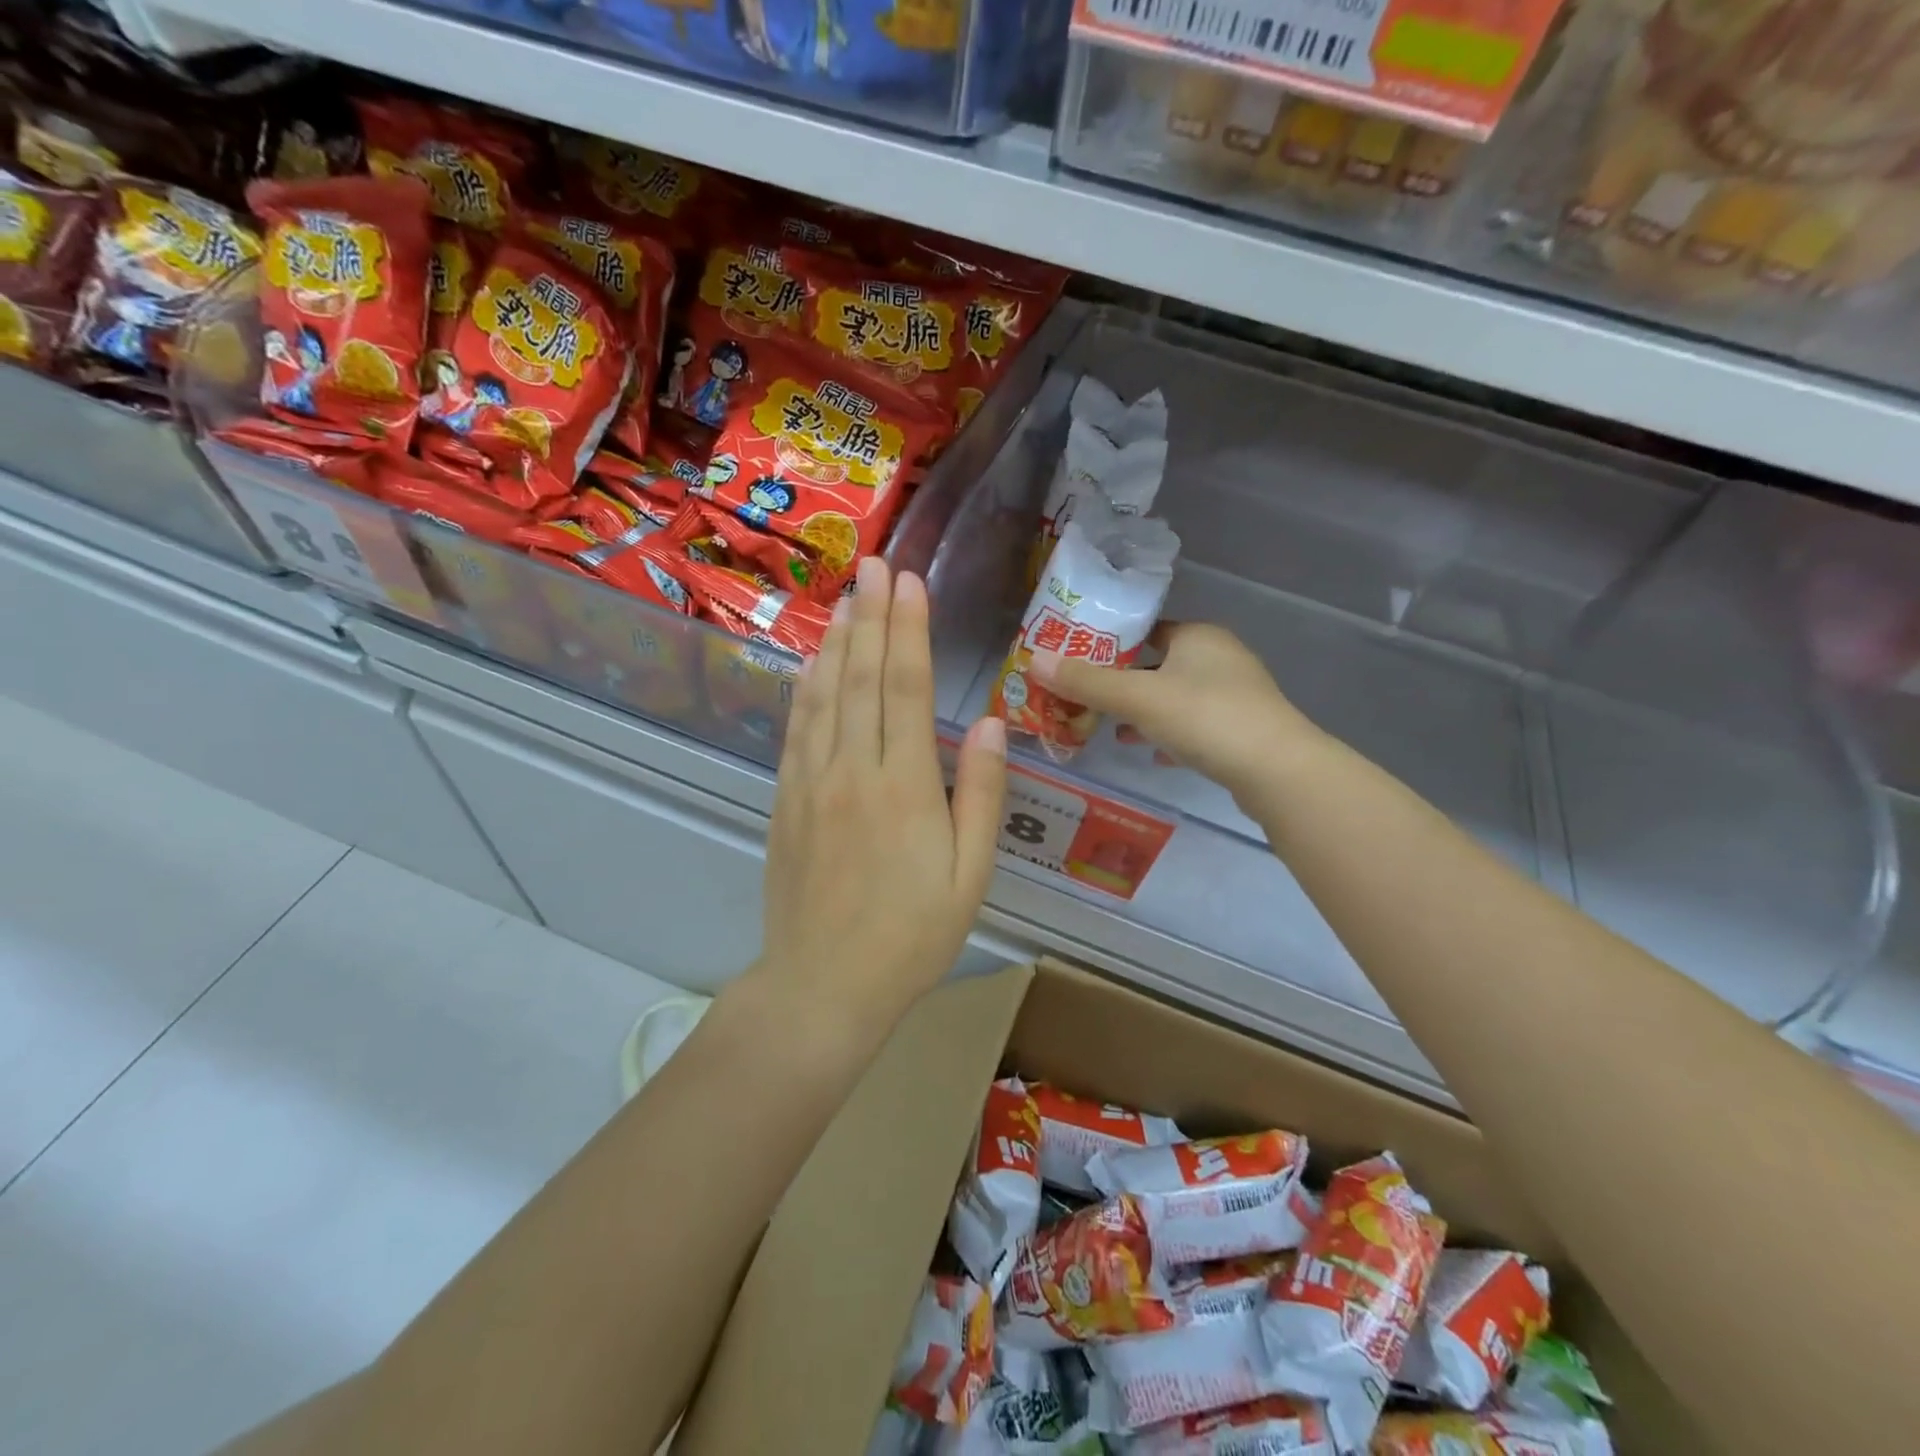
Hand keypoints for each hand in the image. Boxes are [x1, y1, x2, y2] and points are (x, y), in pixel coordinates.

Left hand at [753, 556, 1007, 1034]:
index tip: (910, 582)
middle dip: (873, 616)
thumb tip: (992, 724)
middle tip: (876, 566)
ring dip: (837, 642)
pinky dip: (806, 688)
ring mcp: (812, 782)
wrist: (823, 985)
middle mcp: (853, 769)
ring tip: (846, 599)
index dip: (909, 629)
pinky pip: (797, 729)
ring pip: (824, 694)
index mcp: (905, 785)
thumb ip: (982, 796)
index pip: (907, 687)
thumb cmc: (912, 936)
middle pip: (864, 677)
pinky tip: (812, 663)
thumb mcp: (970, 875)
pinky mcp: (787, 800)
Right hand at [1030, 622, 1319, 804]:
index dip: (1111, 644)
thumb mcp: (1138, 698)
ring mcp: (1236, 695)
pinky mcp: (1242, 730)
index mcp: (1198, 636)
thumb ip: (1087, 682)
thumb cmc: (1204, 717)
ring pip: (1176, 698)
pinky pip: (1195, 726)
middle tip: (1087, 701)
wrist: (1276, 771)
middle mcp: (1220, 658)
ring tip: (1112, 731)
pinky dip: (1170, 736)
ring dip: (1145, 713)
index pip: (1147, 629)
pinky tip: (1152, 754)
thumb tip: (1033, 661)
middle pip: (1158, 666)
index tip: (1079, 663)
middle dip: (1123, 685)